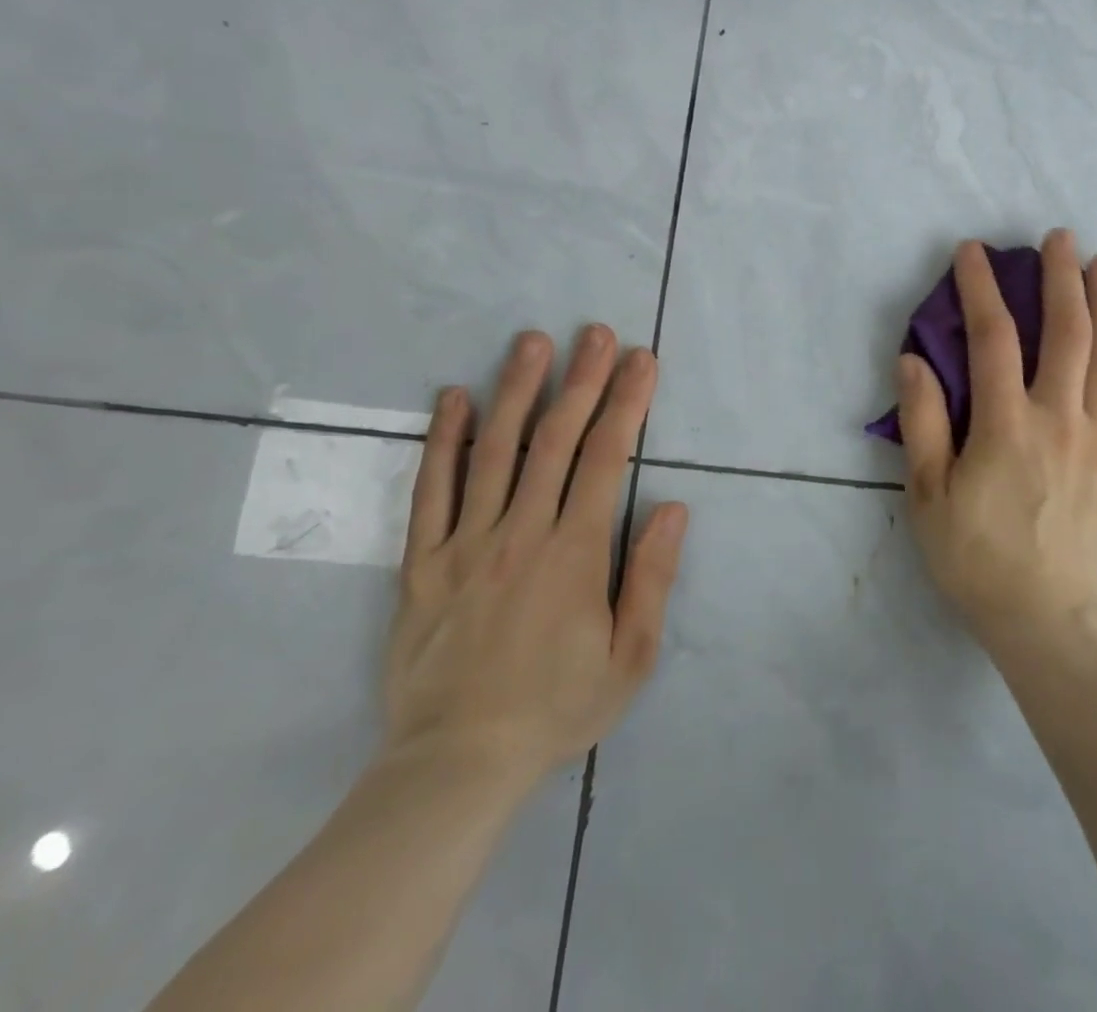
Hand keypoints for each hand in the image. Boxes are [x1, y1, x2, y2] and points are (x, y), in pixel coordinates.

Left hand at [380, 326, 686, 800]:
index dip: (627, 403)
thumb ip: (651, 578)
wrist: (456, 763)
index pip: (607, 458)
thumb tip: (674, 508)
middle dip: (581, 380)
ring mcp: (466, 543)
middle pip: (555, 440)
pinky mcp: (422, 562)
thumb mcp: (630, 658)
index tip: (641, 360)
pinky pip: (431, 491)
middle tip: (596, 332)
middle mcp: (521, 532)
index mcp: (574, 552)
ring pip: (494, 451)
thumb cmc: (555, 708)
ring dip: (516, 390)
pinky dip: (443, 441)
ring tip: (530, 342)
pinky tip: (453, 398)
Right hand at [897, 232, 1096, 650]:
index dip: (981, 290)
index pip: (993, 338)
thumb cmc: (976, 559)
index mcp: (1006, 426)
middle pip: (1066, 333)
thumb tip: (913, 359)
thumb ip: (922, 423)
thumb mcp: (928, 496)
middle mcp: (1059, 420)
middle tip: (1060, 237)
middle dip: (1061, 278)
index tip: (973, 252)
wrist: (1047, 621)